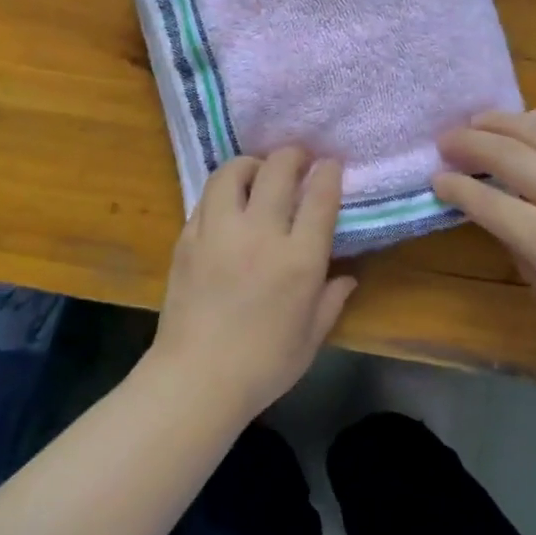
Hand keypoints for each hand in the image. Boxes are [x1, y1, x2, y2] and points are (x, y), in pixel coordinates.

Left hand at [151, 149, 358, 418]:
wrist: (197, 378)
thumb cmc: (263, 365)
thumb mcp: (310, 338)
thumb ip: (331, 301)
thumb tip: (347, 277)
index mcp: (299, 259)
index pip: (319, 197)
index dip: (328, 174)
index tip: (330, 166)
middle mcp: (260, 234)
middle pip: (278, 171)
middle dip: (293, 156)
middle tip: (299, 159)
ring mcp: (219, 232)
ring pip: (233, 173)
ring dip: (251, 164)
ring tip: (258, 171)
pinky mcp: (187, 239)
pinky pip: (206, 199)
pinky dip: (222, 191)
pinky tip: (228, 203)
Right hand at [434, 111, 535, 359]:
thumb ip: (523, 253)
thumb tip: (503, 220)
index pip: (486, 201)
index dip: (455, 187)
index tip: (436, 179)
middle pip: (507, 154)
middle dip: (468, 143)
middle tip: (444, 140)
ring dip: (502, 122)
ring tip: (478, 119)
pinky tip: (529, 119)